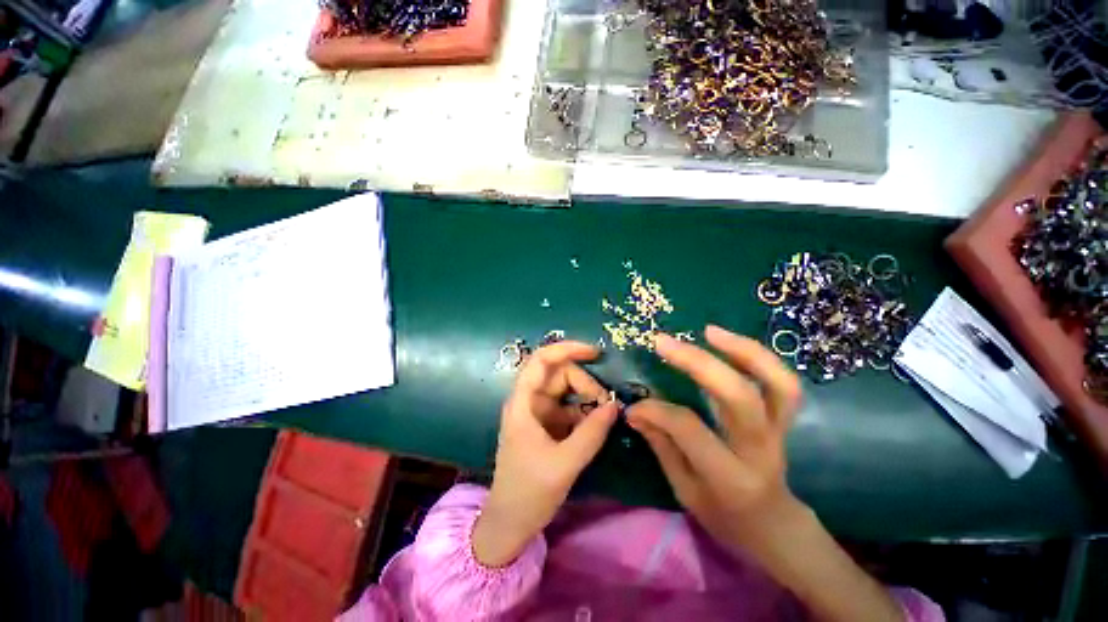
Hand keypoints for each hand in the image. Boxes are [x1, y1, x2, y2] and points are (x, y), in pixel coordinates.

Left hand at [472, 341, 618, 566]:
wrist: (510, 523)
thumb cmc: (529, 492)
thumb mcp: (564, 463)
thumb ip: (592, 433)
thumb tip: (615, 405)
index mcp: (523, 403)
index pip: (542, 360)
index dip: (567, 349)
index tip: (596, 353)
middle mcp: (530, 401)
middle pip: (560, 374)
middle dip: (585, 384)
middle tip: (606, 406)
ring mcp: (538, 412)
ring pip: (567, 390)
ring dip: (587, 399)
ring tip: (603, 418)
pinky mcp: (547, 424)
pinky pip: (569, 408)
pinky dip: (584, 413)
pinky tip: (595, 427)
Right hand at [626, 325, 803, 551]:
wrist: (774, 527)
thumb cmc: (724, 516)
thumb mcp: (685, 491)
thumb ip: (662, 445)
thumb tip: (635, 411)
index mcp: (729, 477)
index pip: (689, 429)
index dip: (656, 410)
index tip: (635, 405)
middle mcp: (759, 450)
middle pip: (738, 397)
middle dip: (697, 363)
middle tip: (663, 342)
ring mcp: (779, 432)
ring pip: (777, 384)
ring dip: (743, 351)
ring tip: (709, 331)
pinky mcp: (785, 420)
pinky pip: (782, 384)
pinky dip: (759, 358)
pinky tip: (728, 342)